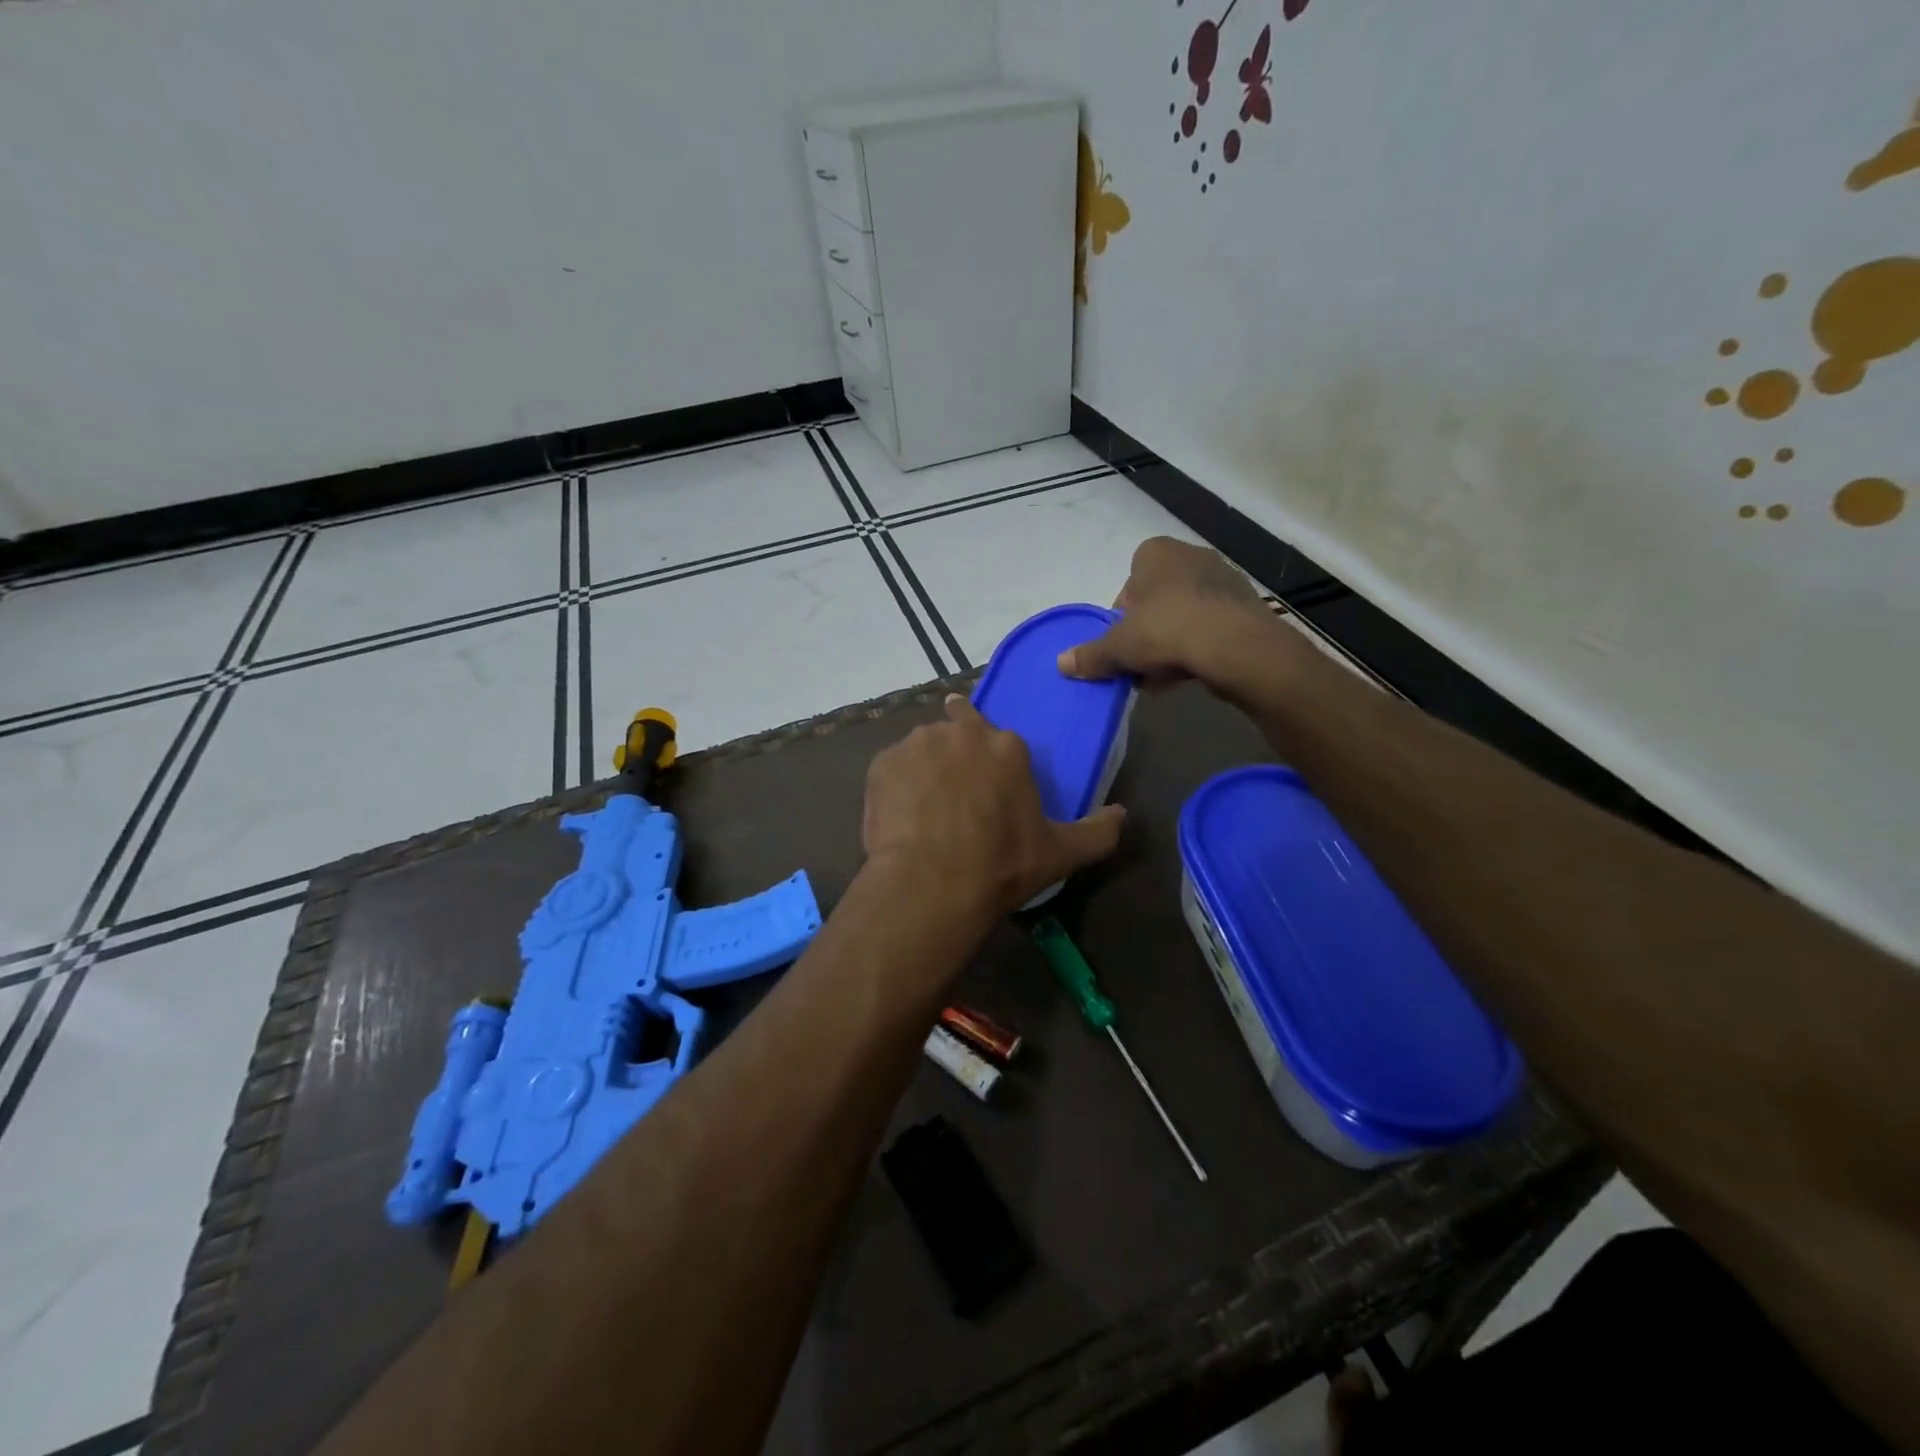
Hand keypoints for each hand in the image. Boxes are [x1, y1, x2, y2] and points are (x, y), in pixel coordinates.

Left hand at [863, 695, 1124, 915]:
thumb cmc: (1000, 866)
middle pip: (959, 729)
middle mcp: (960, 733)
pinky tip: (901, 814)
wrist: (931, 884)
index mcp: (1006, 746)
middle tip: (955, 791)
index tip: (988, 788)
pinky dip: (896, 784)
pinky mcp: (882, 763)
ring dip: (926, 766)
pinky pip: (892, 767)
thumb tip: (1123, 814)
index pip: (1000, 739)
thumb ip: (1098, 831)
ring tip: (925, 806)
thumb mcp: (1060, 853)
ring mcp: (917, 744)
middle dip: (958, 752)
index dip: (993, 763)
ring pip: (924, 746)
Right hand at [1058, 536, 1301, 693]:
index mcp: (1156, 553)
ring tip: (1164, 675)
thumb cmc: (1165, 630)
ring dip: (1173, 642)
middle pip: (1158, 599)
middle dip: (1148, 630)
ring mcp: (1223, 579)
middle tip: (1141, 661)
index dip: (1122, 614)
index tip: (1123, 640)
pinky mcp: (1246, 606)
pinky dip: (1199, 647)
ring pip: (1185, 613)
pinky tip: (1189, 673)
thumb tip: (1061, 664)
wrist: (1234, 645)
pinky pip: (1211, 626)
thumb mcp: (1118, 647)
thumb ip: (1091, 655)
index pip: (1130, 581)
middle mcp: (1191, 556)